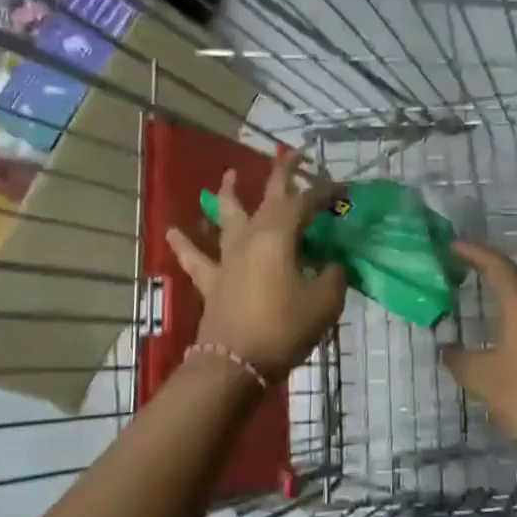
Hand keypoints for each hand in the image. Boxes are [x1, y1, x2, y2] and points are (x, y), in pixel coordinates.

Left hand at [166, 151, 348, 381]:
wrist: (235, 363)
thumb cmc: (284, 328)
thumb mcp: (325, 301)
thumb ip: (332, 274)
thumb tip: (331, 263)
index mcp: (279, 234)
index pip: (306, 202)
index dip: (326, 192)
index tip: (344, 188)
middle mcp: (250, 236)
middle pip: (267, 196)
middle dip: (282, 172)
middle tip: (292, 153)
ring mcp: (227, 257)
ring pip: (226, 216)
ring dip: (229, 194)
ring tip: (228, 175)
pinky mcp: (212, 281)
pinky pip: (195, 257)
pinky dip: (185, 243)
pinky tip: (173, 230)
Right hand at [441, 241, 516, 448]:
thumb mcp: (482, 377)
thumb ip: (458, 358)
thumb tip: (445, 347)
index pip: (497, 266)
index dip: (473, 252)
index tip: (449, 245)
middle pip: (510, 277)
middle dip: (481, 267)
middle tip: (452, 264)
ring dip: (493, 290)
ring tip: (465, 290)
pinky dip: (502, 311)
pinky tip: (487, 326)